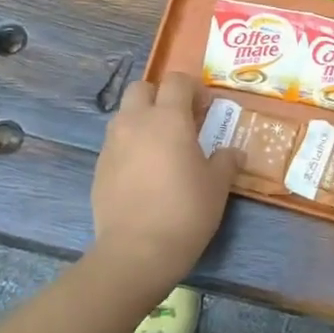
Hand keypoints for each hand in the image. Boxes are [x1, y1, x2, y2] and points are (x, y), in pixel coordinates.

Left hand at [88, 72, 243, 297]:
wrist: (137, 251)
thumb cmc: (185, 211)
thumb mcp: (217, 186)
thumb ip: (226, 161)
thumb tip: (234, 153)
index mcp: (168, 118)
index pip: (176, 81)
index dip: (193, 88)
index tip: (206, 108)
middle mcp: (135, 122)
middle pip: (142, 88)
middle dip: (160, 96)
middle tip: (179, 120)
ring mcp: (112, 144)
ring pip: (125, 114)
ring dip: (142, 119)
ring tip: (161, 147)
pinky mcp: (99, 167)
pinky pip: (115, 143)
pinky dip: (130, 146)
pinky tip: (144, 173)